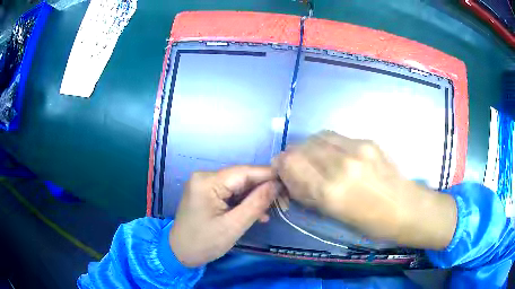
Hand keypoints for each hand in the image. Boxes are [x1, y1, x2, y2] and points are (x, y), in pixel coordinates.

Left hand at [170, 166, 279, 266]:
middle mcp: (205, 177)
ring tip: (272, 210)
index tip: (289, 182)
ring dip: (254, 197)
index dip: (268, 176)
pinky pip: (229, 193)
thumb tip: (276, 185)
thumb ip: (256, 203)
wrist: (179, 253)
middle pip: (241, 178)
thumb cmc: (204, 243)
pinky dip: (243, 202)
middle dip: (263, 189)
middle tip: (283, 201)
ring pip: (237, 185)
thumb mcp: (233, 226)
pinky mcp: (206, 193)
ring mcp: (204, 184)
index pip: (244, 172)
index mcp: (207, 181)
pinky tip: (256, 213)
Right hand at [273, 131, 456, 248]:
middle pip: (302, 147)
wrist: (405, 207)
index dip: (281, 164)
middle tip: (295, 163)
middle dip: (293, 155)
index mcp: (330, 192)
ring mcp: (356, 149)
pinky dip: (327, 144)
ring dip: (309, 146)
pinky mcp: (367, 141)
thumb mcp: (334, 215)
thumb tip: (291, 178)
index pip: (291, 164)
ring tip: (313, 157)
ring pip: (318, 137)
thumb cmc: (370, 222)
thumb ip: (310, 194)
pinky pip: (337, 137)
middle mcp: (340, 165)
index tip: (280, 168)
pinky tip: (333, 154)